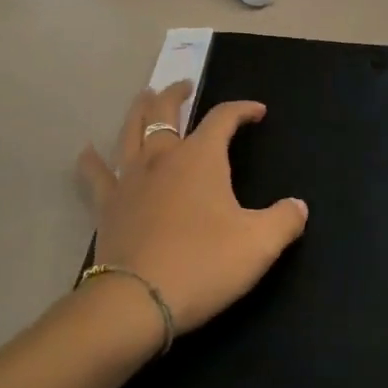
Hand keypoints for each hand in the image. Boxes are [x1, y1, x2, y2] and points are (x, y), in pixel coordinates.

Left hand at [77, 82, 308, 333]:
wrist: (138, 300)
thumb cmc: (204, 264)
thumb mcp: (259, 244)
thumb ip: (284, 220)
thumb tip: (299, 207)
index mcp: (201, 157)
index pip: (223, 118)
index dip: (242, 109)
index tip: (257, 111)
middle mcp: (163, 157)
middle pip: (166, 112)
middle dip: (177, 95)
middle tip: (183, 86)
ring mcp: (130, 179)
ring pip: (131, 131)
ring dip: (139, 110)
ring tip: (143, 97)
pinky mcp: (108, 206)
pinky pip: (96, 175)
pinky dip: (92, 161)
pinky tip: (88, 152)